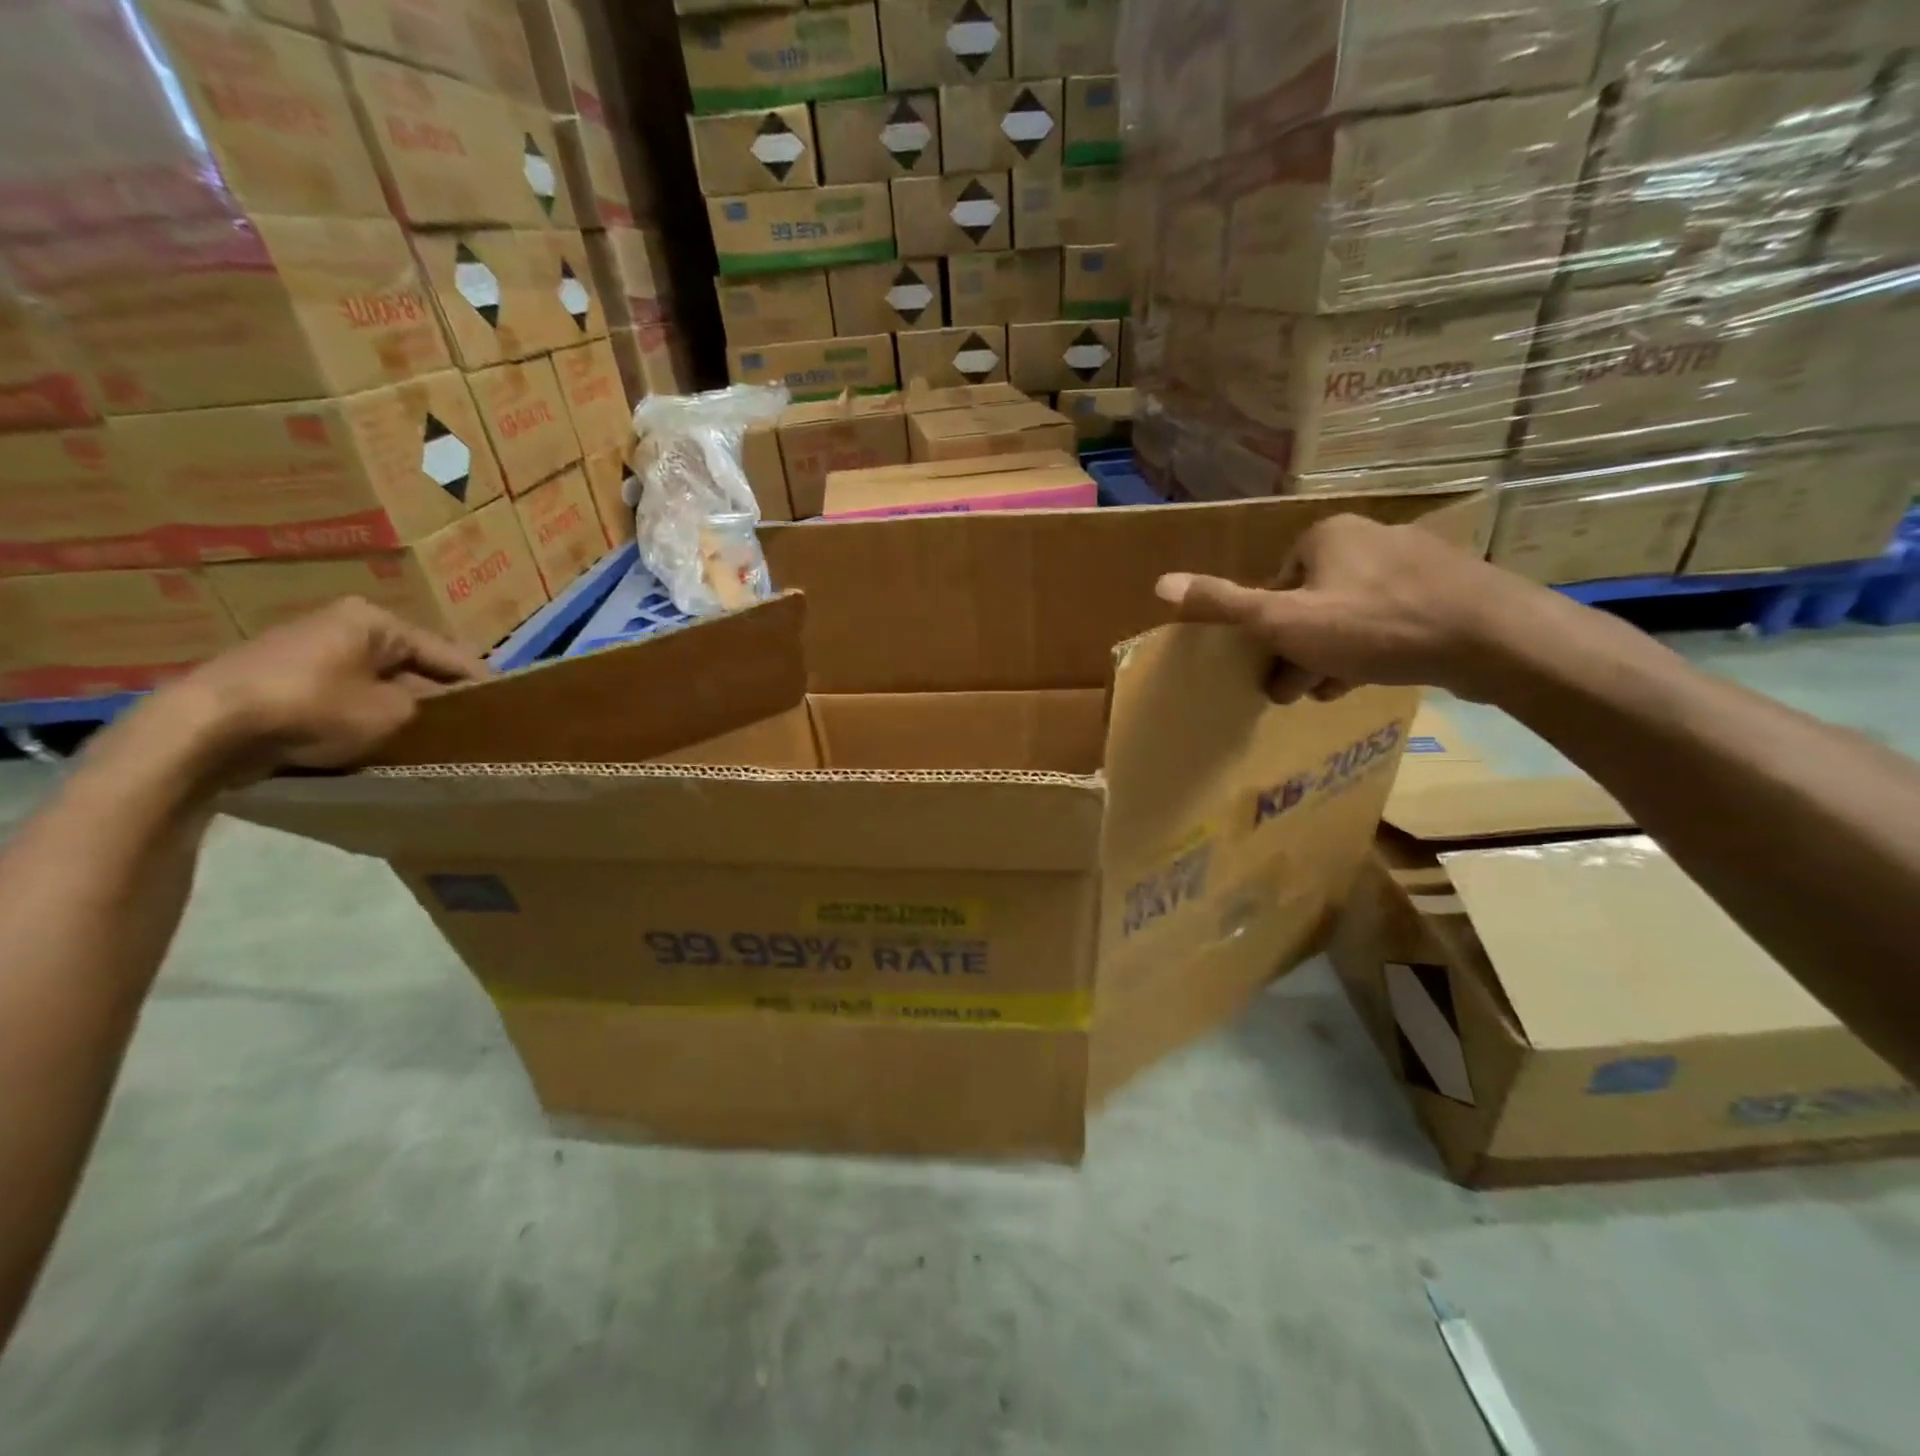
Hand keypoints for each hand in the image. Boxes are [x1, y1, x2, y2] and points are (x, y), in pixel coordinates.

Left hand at [140, 598, 487, 782]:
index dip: (481, 682)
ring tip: (434, 736)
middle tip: (475, 725)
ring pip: (378, 681)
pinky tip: (382, 739)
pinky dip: (366, 714)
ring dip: (402, 706)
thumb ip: (428, 707)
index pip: (448, 653)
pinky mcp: (282, 679)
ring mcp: (307, 650)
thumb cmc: (312, 709)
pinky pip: (345, 695)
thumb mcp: (393, 713)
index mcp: (375, 621)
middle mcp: (343, 625)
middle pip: (412, 665)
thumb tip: (438, 709)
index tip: (511, 705)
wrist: (202, 729)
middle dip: (439, 694)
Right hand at [1155, 514, 1539, 703]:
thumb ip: (1224, 604)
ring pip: (1348, 614)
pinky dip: (1370, 648)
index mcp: (1324, 536)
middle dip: (1298, 648)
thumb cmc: (1374, 626)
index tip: (1270, 666)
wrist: (1492, 638)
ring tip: (1329, 691)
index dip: (1266, 631)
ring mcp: (1411, 562)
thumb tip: (1159, 585)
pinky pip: (1387, 619)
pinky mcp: (1445, 588)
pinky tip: (1368, 678)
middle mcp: (1367, 537)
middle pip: (1310, 601)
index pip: (1275, 586)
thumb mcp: (1284, 622)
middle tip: (1294, 690)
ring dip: (1329, 654)